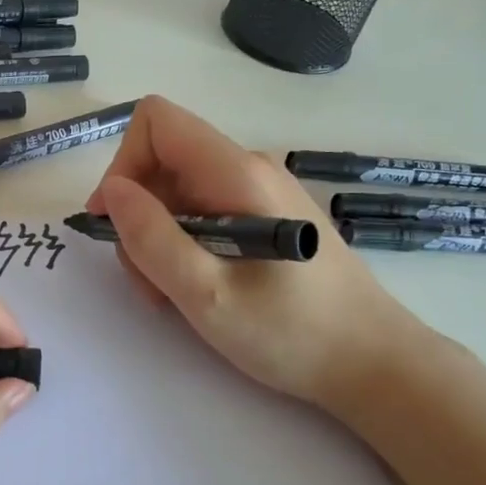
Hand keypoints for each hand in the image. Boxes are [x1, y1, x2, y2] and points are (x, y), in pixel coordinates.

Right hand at [86, 96, 432, 410]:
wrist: (373, 362)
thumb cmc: (292, 332)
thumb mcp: (206, 293)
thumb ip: (152, 238)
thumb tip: (112, 191)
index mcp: (236, 172)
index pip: (156, 122)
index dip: (122, 164)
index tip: (114, 223)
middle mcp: (247, 167)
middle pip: (162, 161)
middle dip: (139, 216)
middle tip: (148, 280)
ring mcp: (258, 191)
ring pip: (178, 192)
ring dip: (158, 238)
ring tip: (173, 295)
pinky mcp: (265, 215)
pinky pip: (203, 212)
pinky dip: (184, 245)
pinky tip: (198, 288)